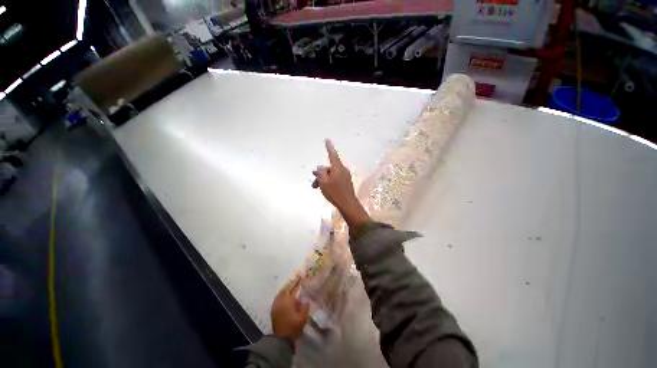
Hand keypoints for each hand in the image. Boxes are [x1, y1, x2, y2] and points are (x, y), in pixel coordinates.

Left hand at [271, 277, 309, 339]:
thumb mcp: (303, 316)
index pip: (292, 286)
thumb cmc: (293, 326)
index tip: (301, 277)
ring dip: (287, 288)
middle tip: (298, 280)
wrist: (280, 339)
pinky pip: (279, 296)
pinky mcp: (273, 308)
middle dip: (292, 283)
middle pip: (286, 287)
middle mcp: (280, 299)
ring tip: (293, 286)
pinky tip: (287, 295)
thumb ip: (305, 305)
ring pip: (281, 291)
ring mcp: (275, 303)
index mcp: (287, 299)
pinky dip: (283, 293)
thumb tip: (306, 298)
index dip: (297, 281)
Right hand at [312, 139, 370, 233]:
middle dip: (320, 174)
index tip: (327, 139)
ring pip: (331, 174)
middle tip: (314, 183)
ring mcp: (345, 176)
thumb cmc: (335, 193)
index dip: (329, 147)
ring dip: (323, 179)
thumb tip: (319, 167)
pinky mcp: (346, 182)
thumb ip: (320, 173)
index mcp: (337, 168)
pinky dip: (329, 181)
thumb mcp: (323, 182)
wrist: (348, 204)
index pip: (332, 154)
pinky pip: (335, 178)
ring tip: (316, 187)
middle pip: (329, 168)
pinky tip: (325, 189)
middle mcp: (342, 170)